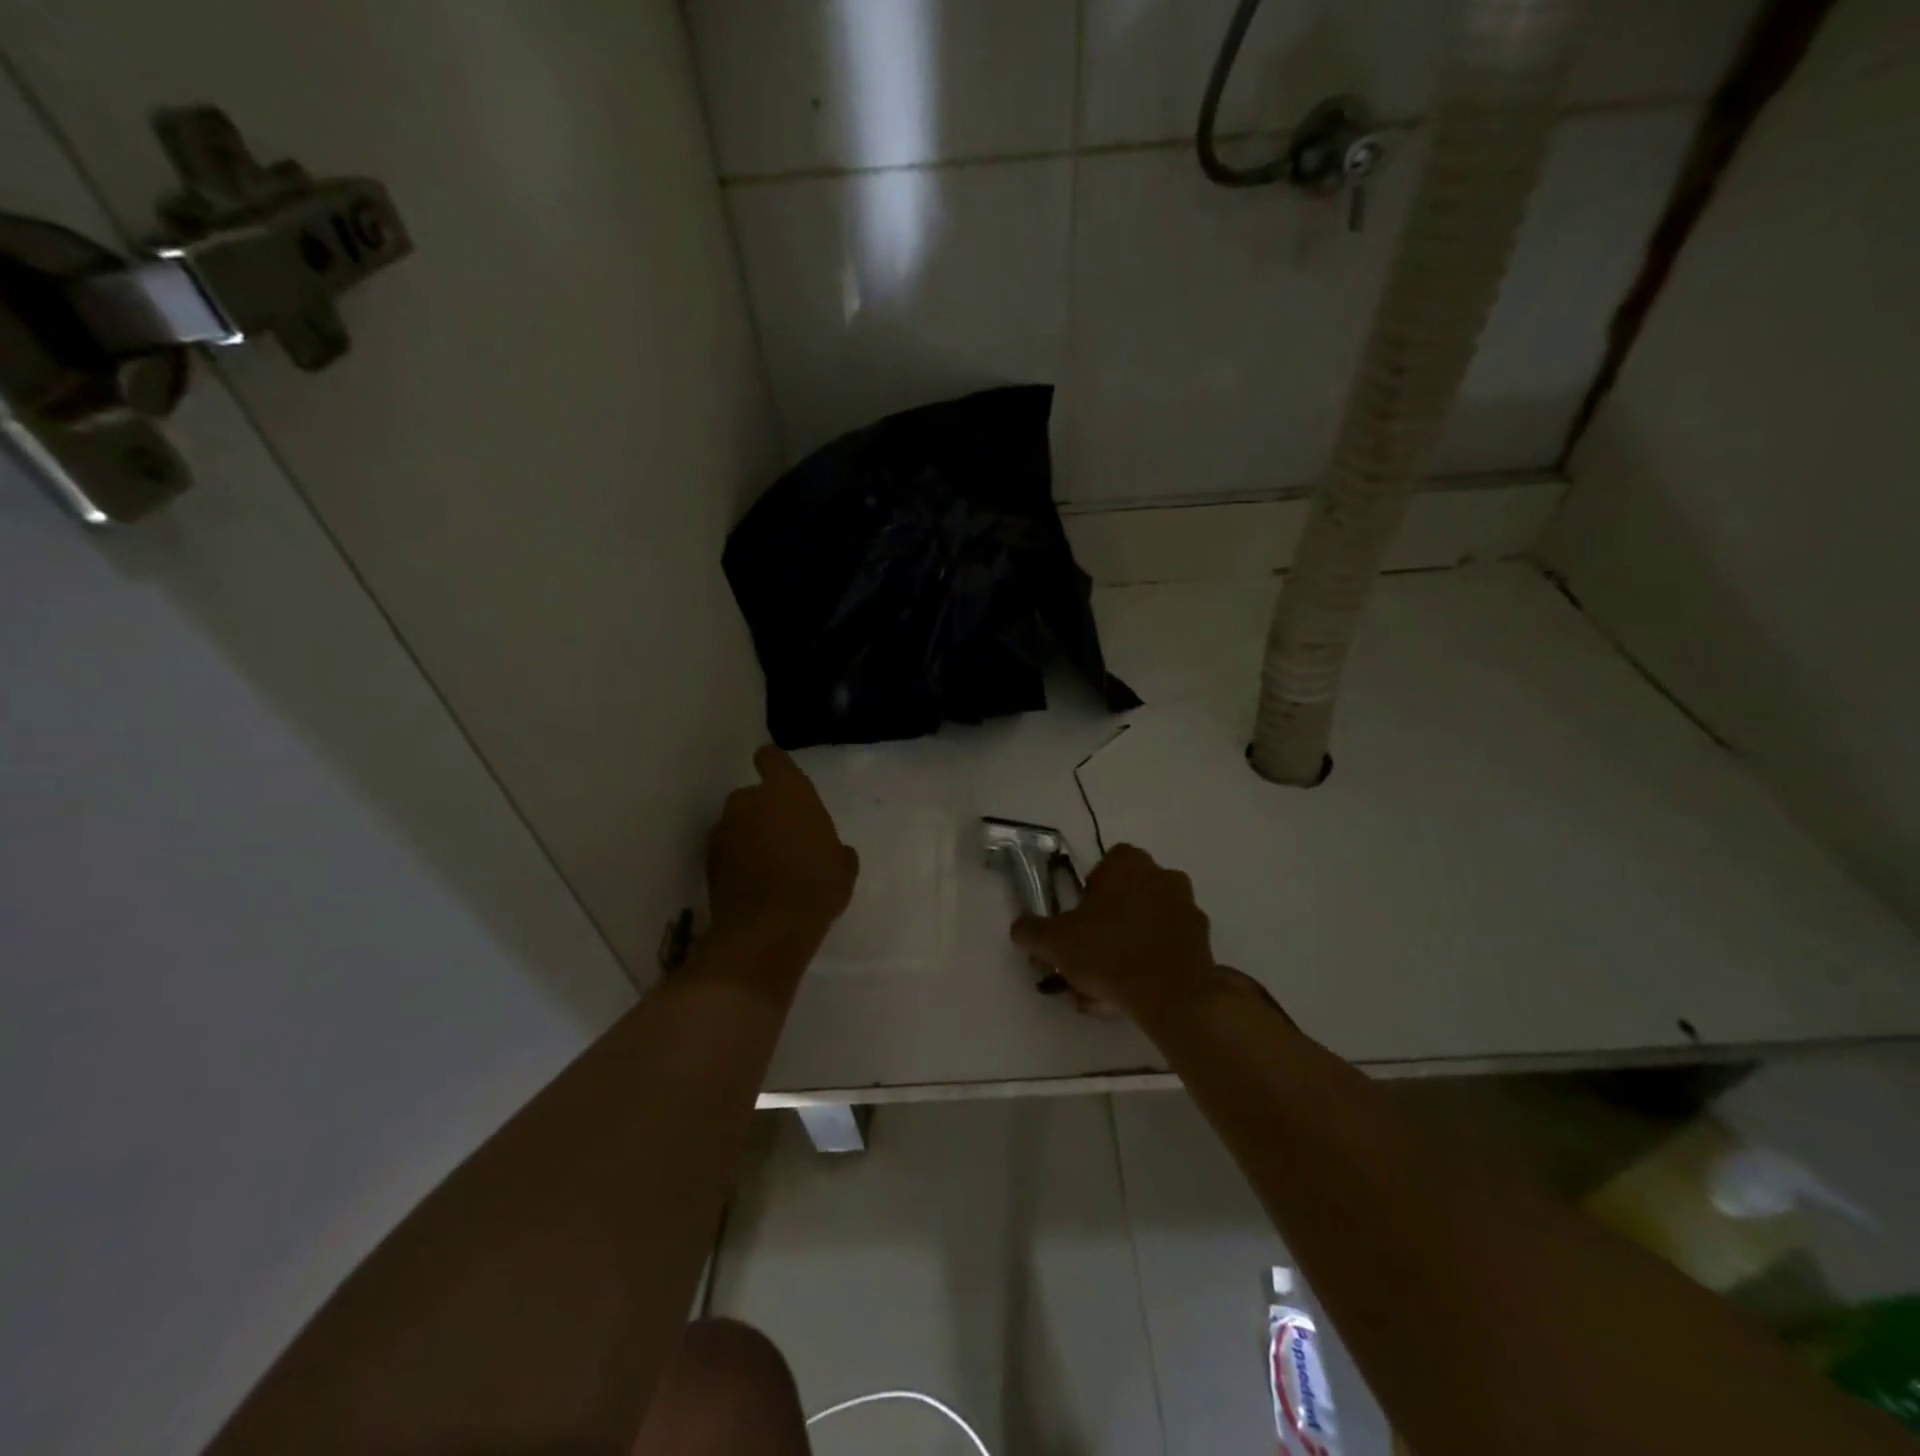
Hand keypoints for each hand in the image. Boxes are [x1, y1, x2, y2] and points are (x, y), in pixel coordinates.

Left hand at [708, 746, 858, 943]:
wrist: (767, 929)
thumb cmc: (816, 884)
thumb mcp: (843, 866)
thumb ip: (835, 848)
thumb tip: (834, 852)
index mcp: (787, 790)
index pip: (771, 758)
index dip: (775, 766)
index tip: (782, 780)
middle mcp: (748, 801)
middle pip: (753, 795)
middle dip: (765, 811)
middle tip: (786, 836)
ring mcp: (723, 831)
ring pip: (738, 824)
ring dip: (749, 836)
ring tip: (769, 864)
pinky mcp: (709, 861)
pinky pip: (727, 851)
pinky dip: (737, 861)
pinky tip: (755, 884)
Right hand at [1010, 844, 1218, 1021]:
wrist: (1172, 994)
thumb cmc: (1109, 953)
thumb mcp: (1055, 942)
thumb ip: (1032, 931)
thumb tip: (1020, 927)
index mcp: (1129, 864)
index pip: (1107, 864)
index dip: (1091, 890)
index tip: (1080, 919)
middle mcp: (1163, 875)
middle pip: (1129, 892)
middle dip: (1111, 918)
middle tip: (1092, 951)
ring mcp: (1188, 907)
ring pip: (1150, 920)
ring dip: (1132, 941)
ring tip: (1111, 982)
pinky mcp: (1203, 940)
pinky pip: (1169, 944)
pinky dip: (1154, 960)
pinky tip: (1136, 990)